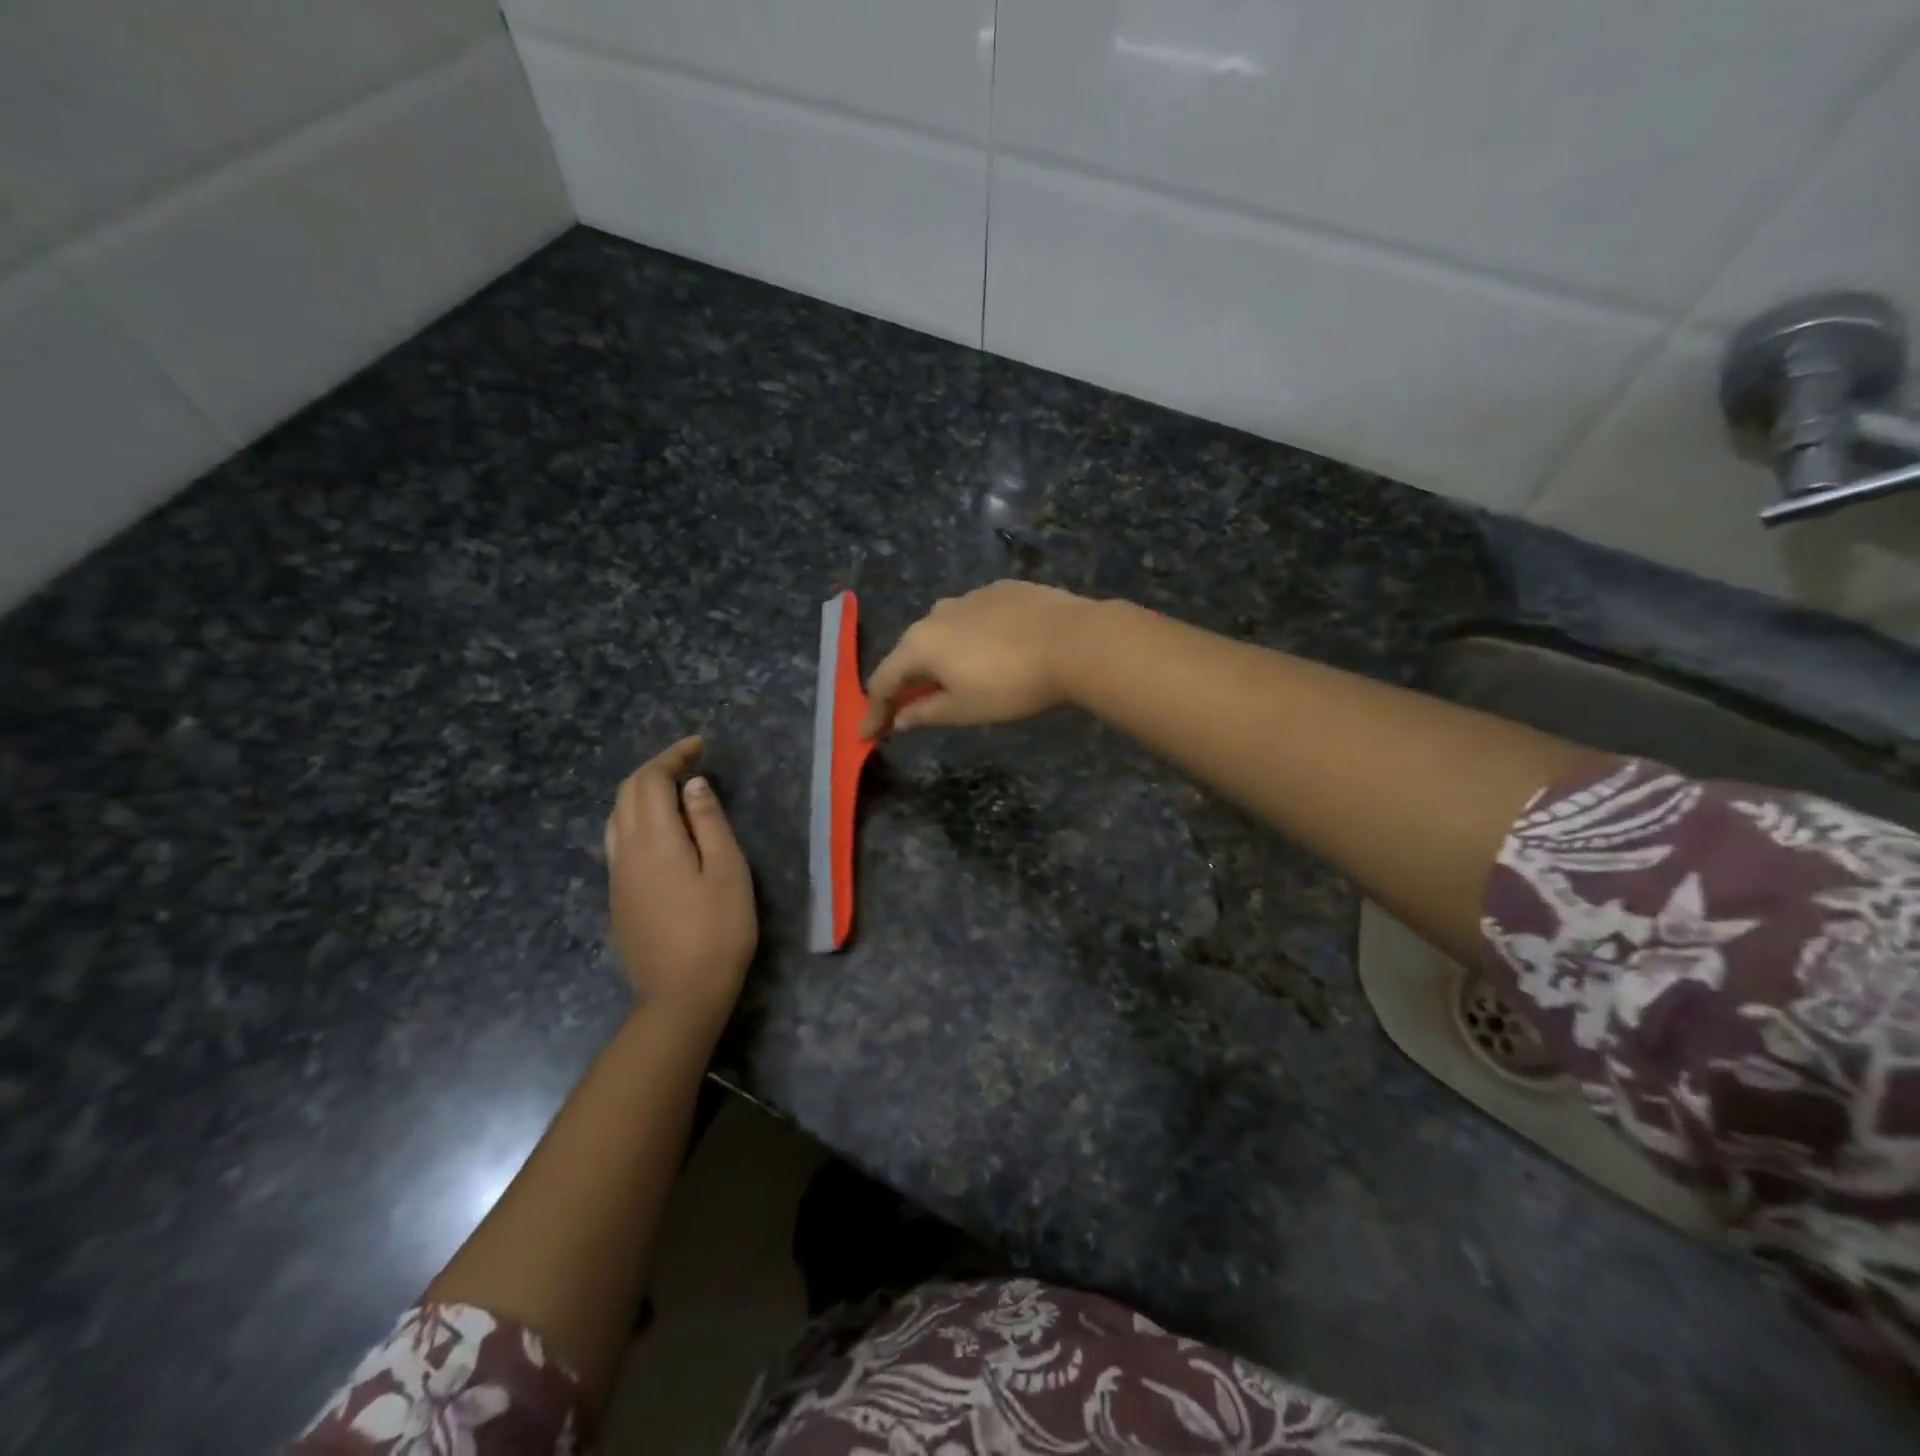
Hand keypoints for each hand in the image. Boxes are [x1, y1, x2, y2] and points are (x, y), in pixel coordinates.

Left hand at [603, 736, 756, 1029]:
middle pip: (626, 794)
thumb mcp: (728, 871)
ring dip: (641, 793)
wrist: (680, 995)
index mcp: (654, 840)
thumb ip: (709, 823)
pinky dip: (636, 818)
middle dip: (655, 770)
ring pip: (616, 817)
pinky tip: (662, 831)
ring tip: (674, 791)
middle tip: (690, 762)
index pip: (651, 781)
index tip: (699, 746)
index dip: (673, 757)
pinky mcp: (617, 898)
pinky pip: (618, 841)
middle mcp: (625, 851)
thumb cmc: (717, 931)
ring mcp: (616, 877)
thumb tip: (693, 786)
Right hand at [859, 580, 1096, 736]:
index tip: (867, 733)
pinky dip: (971, 639)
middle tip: (909, 708)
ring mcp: (970, 596)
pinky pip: (974, 618)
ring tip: (954, 679)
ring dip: (940, 658)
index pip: (883, 680)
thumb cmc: (1012, 684)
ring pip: (944, 631)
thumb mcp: (964, 710)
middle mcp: (937, 613)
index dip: (874, 711)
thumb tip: (898, 719)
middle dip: (906, 682)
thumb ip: (925, 713)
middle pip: (911, 652)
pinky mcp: (1002, 589)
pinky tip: (992, 652)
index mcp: (920, 643)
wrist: (1075, 641)